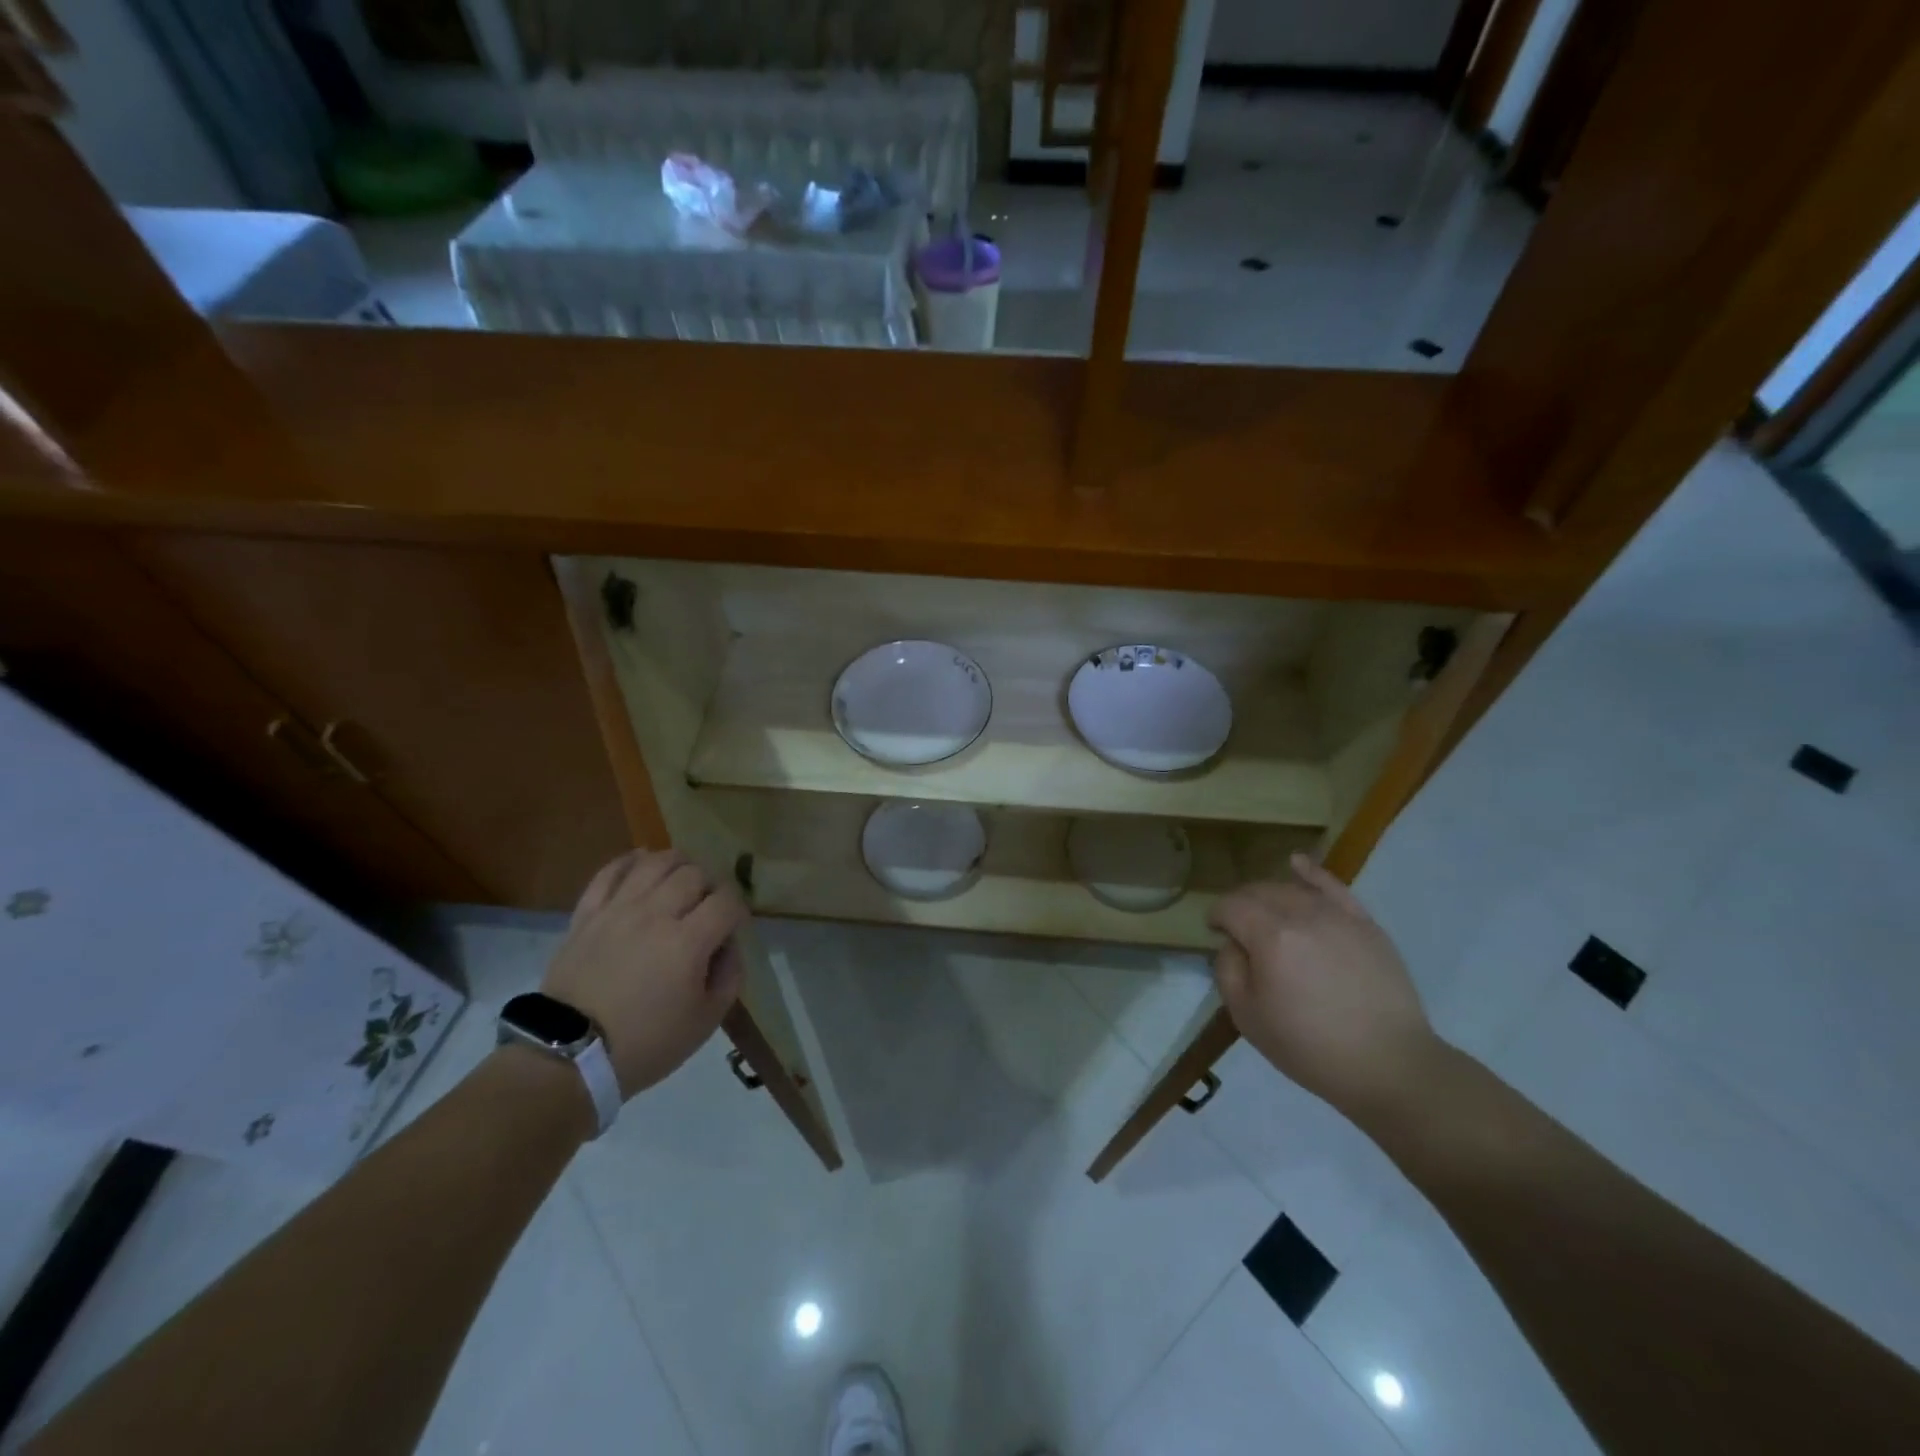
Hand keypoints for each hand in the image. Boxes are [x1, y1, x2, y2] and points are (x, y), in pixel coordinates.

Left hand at [542, 849, 747, 1097]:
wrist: (569, 1057)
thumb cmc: (646, 1044)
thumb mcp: (706, 1021)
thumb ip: (730, 975)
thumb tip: (728, 944)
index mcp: (688, 942)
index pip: (727, 901)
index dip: (738, 909)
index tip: (734, 927)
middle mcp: (655, 914)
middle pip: (695, 874)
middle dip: (711, 886)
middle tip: (708, 907)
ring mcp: (617, 909)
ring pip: (656, 862)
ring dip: (678, 865)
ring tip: (681, 881)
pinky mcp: (587, 913)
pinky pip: (611, 871)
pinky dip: (631, 861)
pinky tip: (643, 866)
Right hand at [1209, 853, 1438, 1115]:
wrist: (1389, 1066)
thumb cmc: (1310, 1047)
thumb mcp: (1247, 1017)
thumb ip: (1228, 970)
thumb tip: (1232, 944)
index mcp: (1270, 936)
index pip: (1231, 907)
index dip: (1216, 916)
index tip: (1213, 932)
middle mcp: (1302, 914)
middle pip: (1259, 892)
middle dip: (1240, 905)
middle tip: (1237, 931)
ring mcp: (1338, 916)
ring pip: (1292, 889)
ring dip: (1269, 897)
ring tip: (1265, 917)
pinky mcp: (1365, 925)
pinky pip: (1333, 887)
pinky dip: (1312, 873)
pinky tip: (1297, 863)